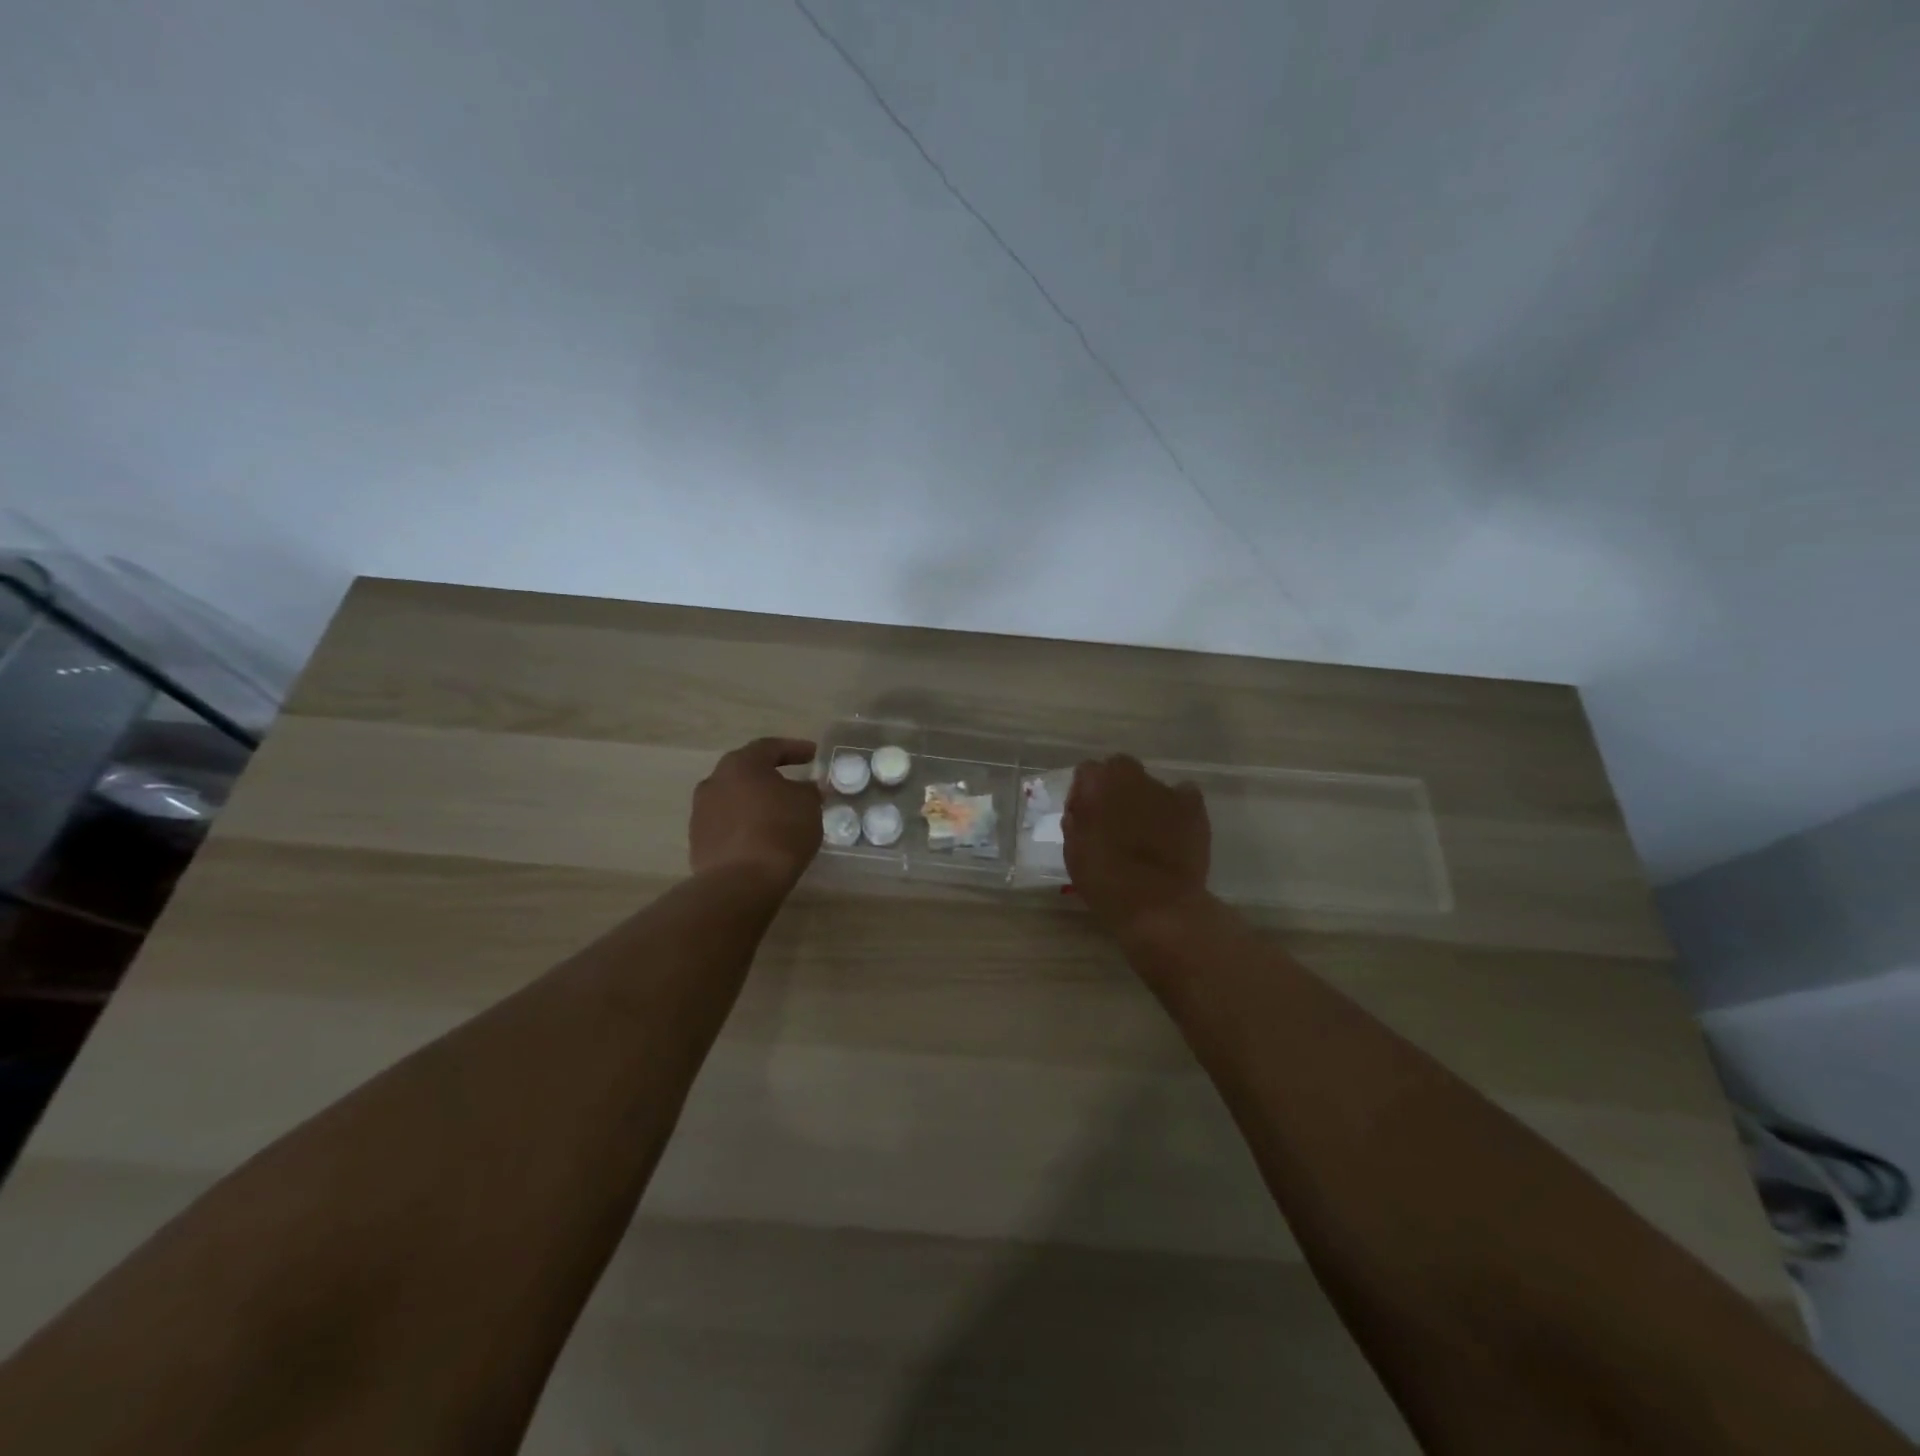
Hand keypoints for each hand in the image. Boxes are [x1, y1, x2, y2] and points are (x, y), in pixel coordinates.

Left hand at [689, 737, 822, 891]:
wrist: (740, 882)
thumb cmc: (780, 831)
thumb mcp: (808, 805)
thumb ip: (807, 791)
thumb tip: (804, 789)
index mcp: (741, 764)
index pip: (770, 747)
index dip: (794, 749)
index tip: (813, 755)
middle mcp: (715, 781)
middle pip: (746, 771)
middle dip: (770, 775)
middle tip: (792, 782)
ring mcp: (701, 812)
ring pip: (734, 798)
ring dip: (755, 802)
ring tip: (777, 813)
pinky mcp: (698, 841)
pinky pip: (727, 824)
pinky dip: (745, 825)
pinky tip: (761, 837)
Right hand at [1064, 754, 1210, 933]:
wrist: (1158, 904)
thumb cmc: (1106, 881)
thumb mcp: (1074, 853)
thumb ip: (1076, 822)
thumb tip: (1082, 810)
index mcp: (1096, 784)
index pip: (1087, 772)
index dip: (1085, 793)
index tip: (1086, 816)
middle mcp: (1131, 776)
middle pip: (1120, 769)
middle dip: (1116, 787)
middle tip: (1116, 819)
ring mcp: (1165, 789)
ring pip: (1151, 785)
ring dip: (1146, 800)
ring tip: (1148, 832)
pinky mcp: (1193, 806)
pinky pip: (1183, 796)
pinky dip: (1178, 808)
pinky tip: (1174, 830)